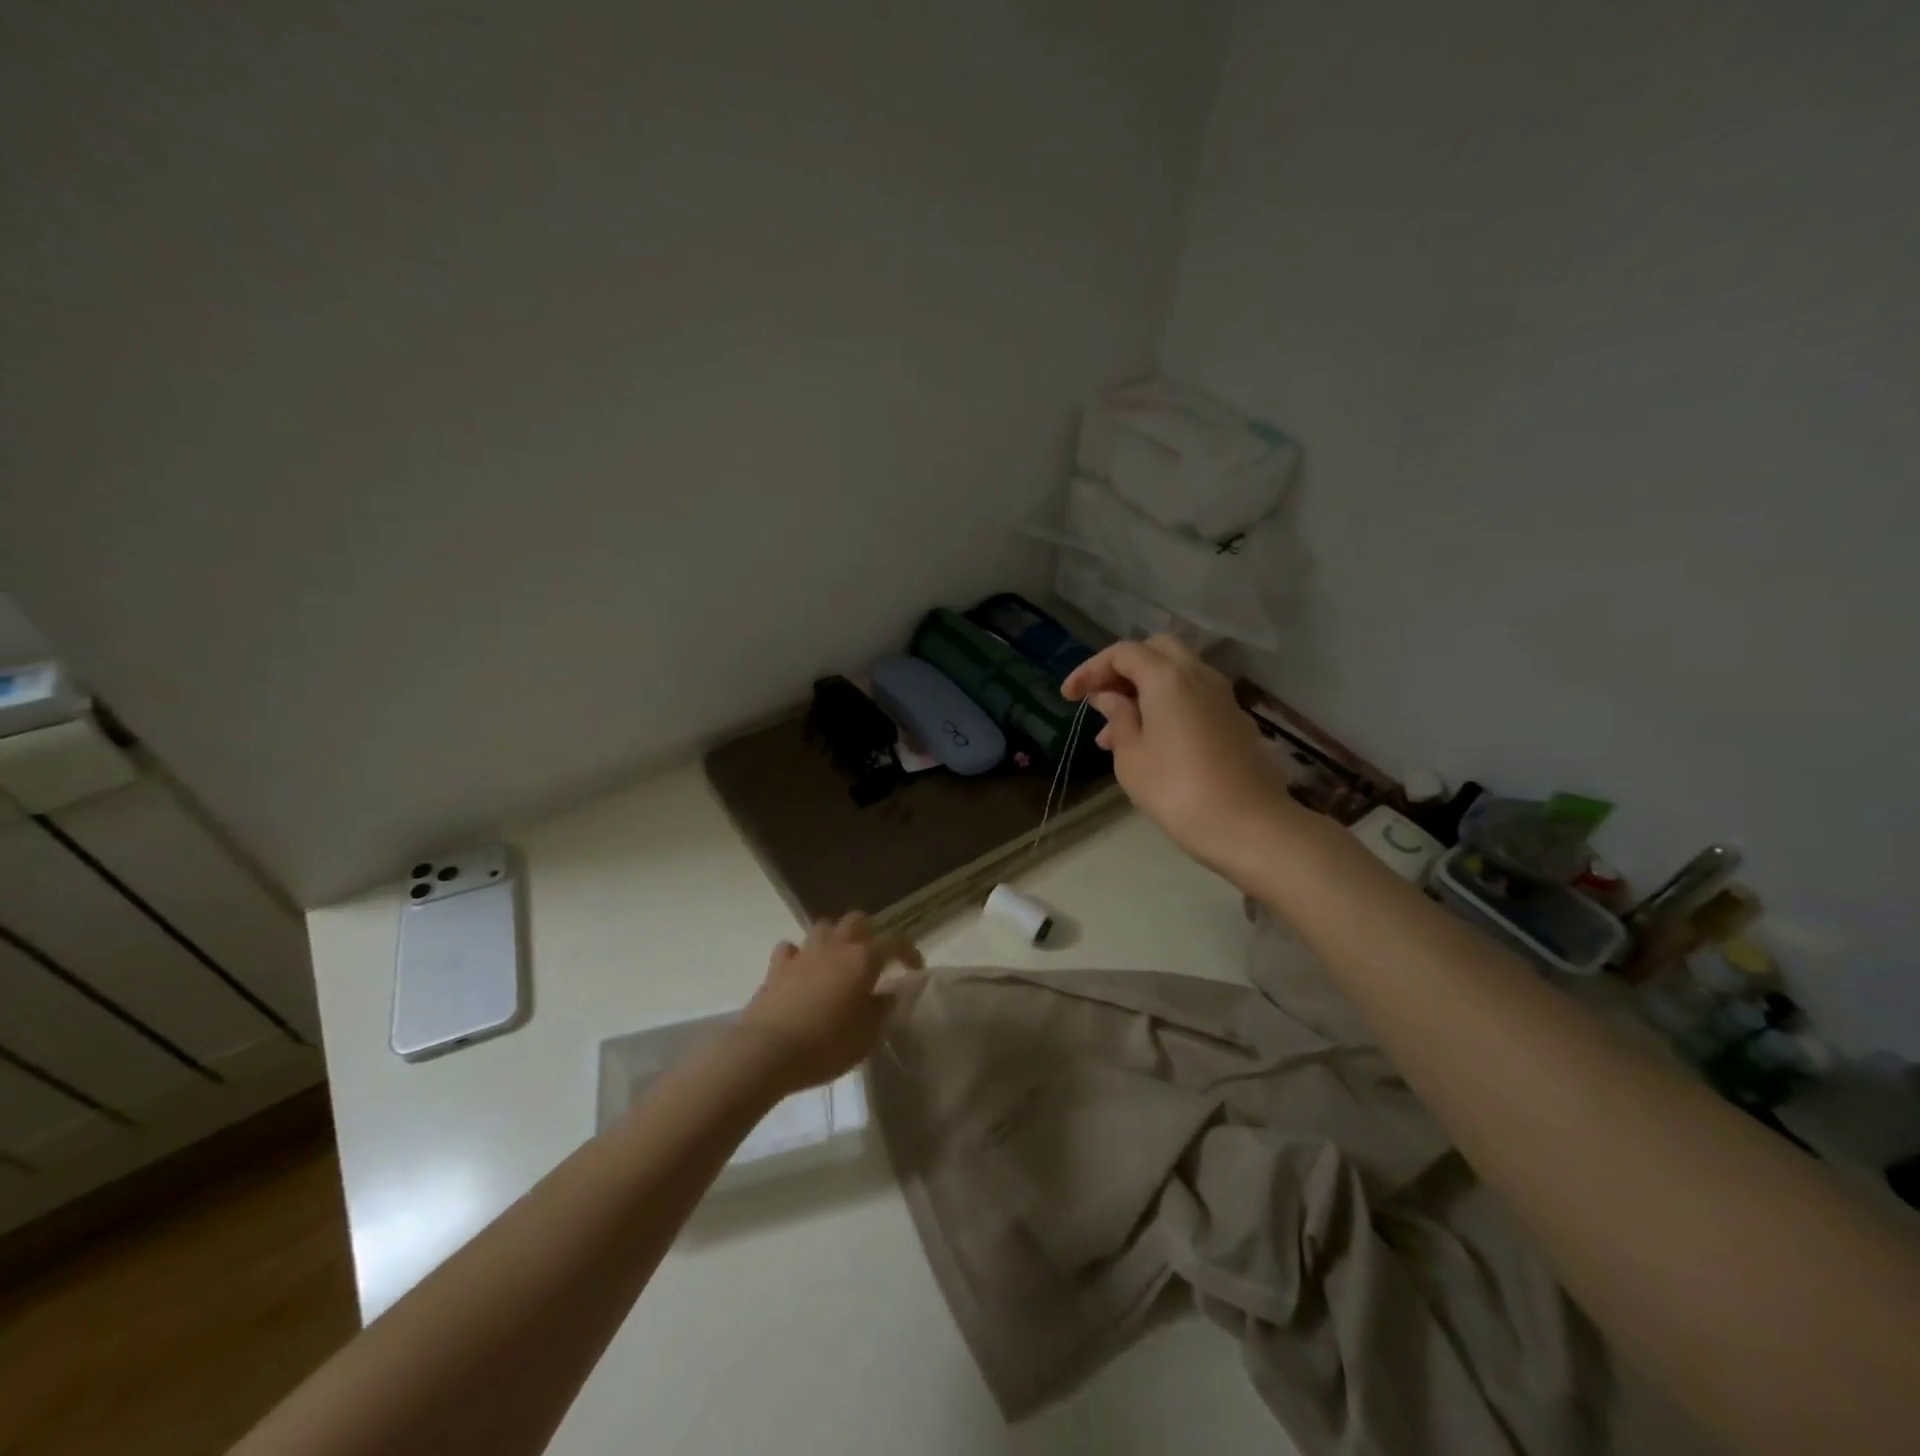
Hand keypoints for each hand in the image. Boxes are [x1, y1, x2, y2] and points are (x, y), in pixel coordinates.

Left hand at [732, 912, 922, 1095]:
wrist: (767, 1051)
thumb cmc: (827, 1044)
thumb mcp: (868, 1036)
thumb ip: (882, 1010)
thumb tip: (888, 994)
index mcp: (863, 959)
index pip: (895, 942)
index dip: (909, 952)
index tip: (914, 969)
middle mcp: (835, 947)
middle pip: (856, 920)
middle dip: (868, 934)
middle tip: (872, 959)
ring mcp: (803, 954)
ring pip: (823, 927)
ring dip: (833, 939)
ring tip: (837, 962)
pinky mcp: (776, 968)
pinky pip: (790, 949)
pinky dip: (798, 956)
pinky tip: (800, 971)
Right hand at [1062, 635, 1294, 876]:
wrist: (1248, 825)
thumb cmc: (1176, 790)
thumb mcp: (1131, 756)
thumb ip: (1118, 718)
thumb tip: (1110, 698)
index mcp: (1167, 677)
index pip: (1122, 653)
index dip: (1090, 669)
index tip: (1068, 696)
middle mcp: (1199, 674)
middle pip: (1155, 651)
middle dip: (1122, 670)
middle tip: (1099, 701)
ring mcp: (1222, 696)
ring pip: (1176, 675)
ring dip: (1143, 692)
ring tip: (1113, 735)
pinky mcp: (1234, 719)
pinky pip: (1193, 697)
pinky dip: (1167, 706)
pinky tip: (1151, 743)